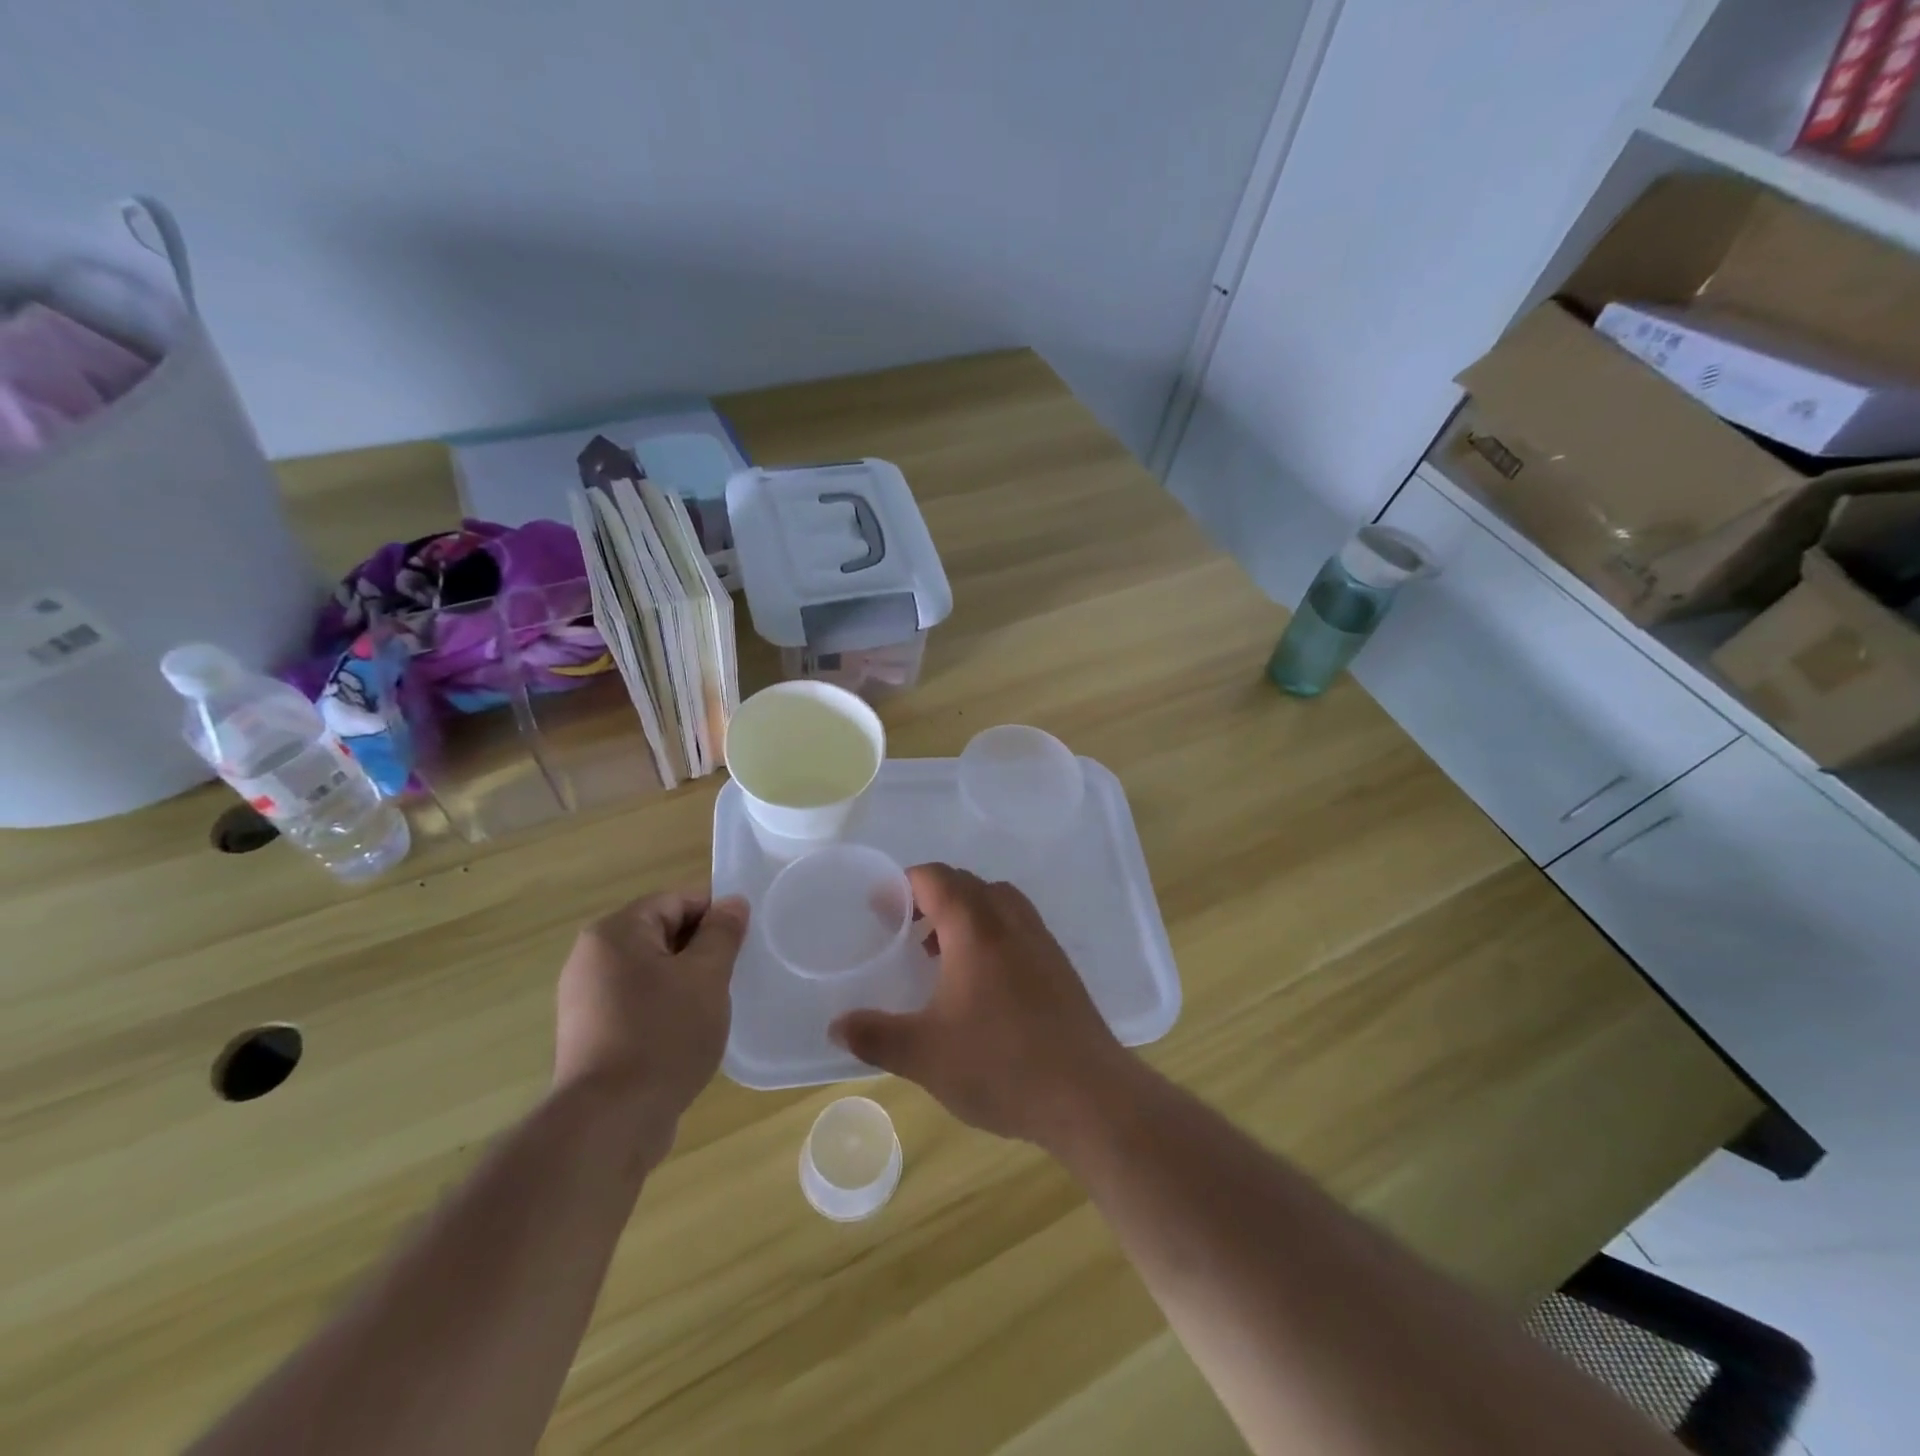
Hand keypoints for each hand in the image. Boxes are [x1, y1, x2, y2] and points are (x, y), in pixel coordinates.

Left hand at [554, 888, 749, 1125]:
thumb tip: (733, 902)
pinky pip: (637, 1003)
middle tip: (733, 974)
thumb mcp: (707, 976)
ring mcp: (586, 999)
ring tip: (714, 1005)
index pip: (675, 901)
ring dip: (686, 981)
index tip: (744, 940)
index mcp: (615, 933)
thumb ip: (723, 933)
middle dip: (701, 949)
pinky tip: (688, 1033)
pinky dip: (665, 1008)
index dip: (715, 914)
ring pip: (651, 971)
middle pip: (660, 933)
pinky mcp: (590, 1035)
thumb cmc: (663, 1035)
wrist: (610, 1123)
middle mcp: (591, 958)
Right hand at [830, 864, 1135, 1148]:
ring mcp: (1041, 940)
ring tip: (939, 955)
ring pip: (996, 902)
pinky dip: (990, 933)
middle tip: (905, 932)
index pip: (936, 877)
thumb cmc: (1001, 1064)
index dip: (903, 885)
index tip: (880, 911)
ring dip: (964, 914)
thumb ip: (875, 1036)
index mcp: (976, 927)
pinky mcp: (1059, 965)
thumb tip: (836, 1026)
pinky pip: (1017, 926)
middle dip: (931, 898)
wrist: (1088, 1094)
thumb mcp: (925, 1054)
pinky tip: (980, 983)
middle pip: (966, 884)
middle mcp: (1010, 920)